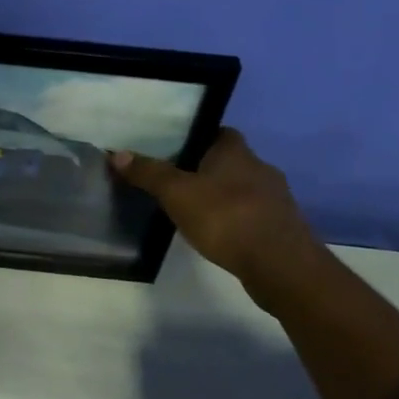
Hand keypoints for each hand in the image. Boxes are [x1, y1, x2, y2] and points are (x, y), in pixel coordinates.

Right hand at [109, 128, 320, 285]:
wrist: (281, 266)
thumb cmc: (226, 217)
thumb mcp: (177, 193)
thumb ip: (149, 173)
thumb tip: (117, 153)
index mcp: (236, 151)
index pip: (218, 132)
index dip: (198, 137)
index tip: (175, 149)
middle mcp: (260, 167)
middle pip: (229, 161)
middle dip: (206, 169)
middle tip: (176, 181)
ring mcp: (276, 199)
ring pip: (242, 189)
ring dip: (222, 196)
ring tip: (193, 210)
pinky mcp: (282, 227)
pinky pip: (252, 215)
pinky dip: (235, 220)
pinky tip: (219, 234)